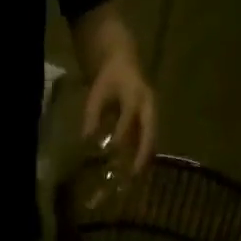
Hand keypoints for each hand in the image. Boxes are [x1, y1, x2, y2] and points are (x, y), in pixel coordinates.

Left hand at [82, 52, 156, 171]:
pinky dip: (144, 154)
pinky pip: (150, 139)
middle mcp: (149, 105)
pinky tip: (136, 169)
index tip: (111, 151)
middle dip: (142, 153)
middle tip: (133, 173)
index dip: (121, 134)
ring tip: (136, 177)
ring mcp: (153, 113)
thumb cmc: (108, 80)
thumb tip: (86, 141)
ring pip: (152, 138)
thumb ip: (92, 116)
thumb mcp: (96, 95)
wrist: (124, 63)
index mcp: (135, 95)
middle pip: (150, 131)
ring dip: (145, 158)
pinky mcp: (151, 120)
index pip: (129, 117)